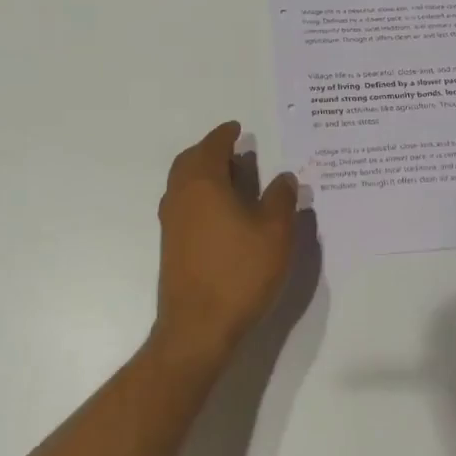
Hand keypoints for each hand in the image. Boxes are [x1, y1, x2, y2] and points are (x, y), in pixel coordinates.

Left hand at [153, 121, 299, 367]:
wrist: (198, 327)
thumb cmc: (240, 272)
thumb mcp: (275, 232)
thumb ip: (282, 198)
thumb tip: (284, 177)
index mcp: (203, 182)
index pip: (212, 145)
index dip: (226, 134)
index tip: (238, 129)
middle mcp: (180, 196)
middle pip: (190, 161)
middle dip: (211, 151)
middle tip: (236, 152)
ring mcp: (171, 222)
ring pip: (184, 183)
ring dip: (205, 173)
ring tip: (234, 179)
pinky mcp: (172, 245)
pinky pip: (184, 204)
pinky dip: (201, 195)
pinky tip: (224, 213)